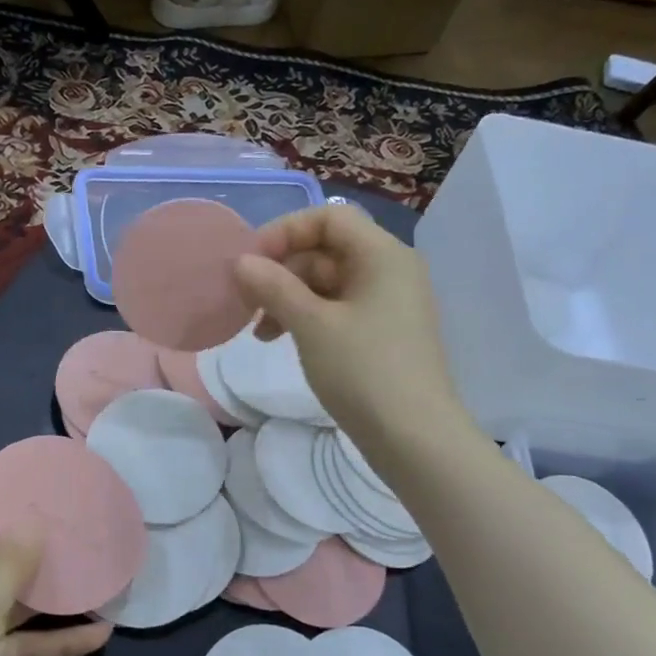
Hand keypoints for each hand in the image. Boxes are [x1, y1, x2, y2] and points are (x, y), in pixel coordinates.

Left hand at [0, 470, 112, 655]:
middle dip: (19, 539)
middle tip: (63, 512)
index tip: (16, 467)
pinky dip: (49, 640)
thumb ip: (7, 566)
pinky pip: (14, 645)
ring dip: (43, 591)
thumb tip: (32, 523)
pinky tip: (98, 632)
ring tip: (89, 565)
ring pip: (1, 601)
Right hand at [234, 204, 474, 452]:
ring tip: (257, 332)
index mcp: (382, 255)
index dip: (285, 232)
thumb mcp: (311, 325)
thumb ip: (274, 287)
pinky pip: (338, 309)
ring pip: (328, 283)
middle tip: (245, 301)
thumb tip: (241, 262)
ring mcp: (388, 303)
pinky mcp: (382, 333)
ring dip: (288, 298)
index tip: (249, 263)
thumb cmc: (364, 371)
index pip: (329, 217)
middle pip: (326, 249)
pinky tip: (280, 341)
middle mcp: (390, 270)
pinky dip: (307, 318)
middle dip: (282, 270)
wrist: (414, 438)